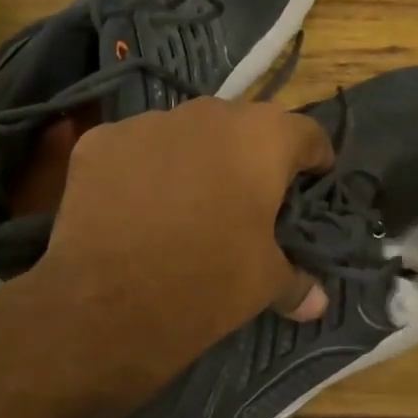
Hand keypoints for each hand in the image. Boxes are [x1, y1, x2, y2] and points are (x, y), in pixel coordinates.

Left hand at [30, 97, 334, 361]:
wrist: (103, 302)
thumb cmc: (204, 283)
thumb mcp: (263, 286)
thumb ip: (295, 282)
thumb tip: (318, 302)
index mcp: (262, 139)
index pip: (306, 134)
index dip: (314, 160)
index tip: (312, 184)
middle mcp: (208, 115)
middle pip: (242, 128)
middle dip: (249, 158)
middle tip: (246, 200)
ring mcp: (147, 122)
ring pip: (185, 134)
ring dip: (194, 160)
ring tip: (185, 205)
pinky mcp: (99, 142)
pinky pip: (134, 149)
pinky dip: (142, 171)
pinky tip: (134, 209)